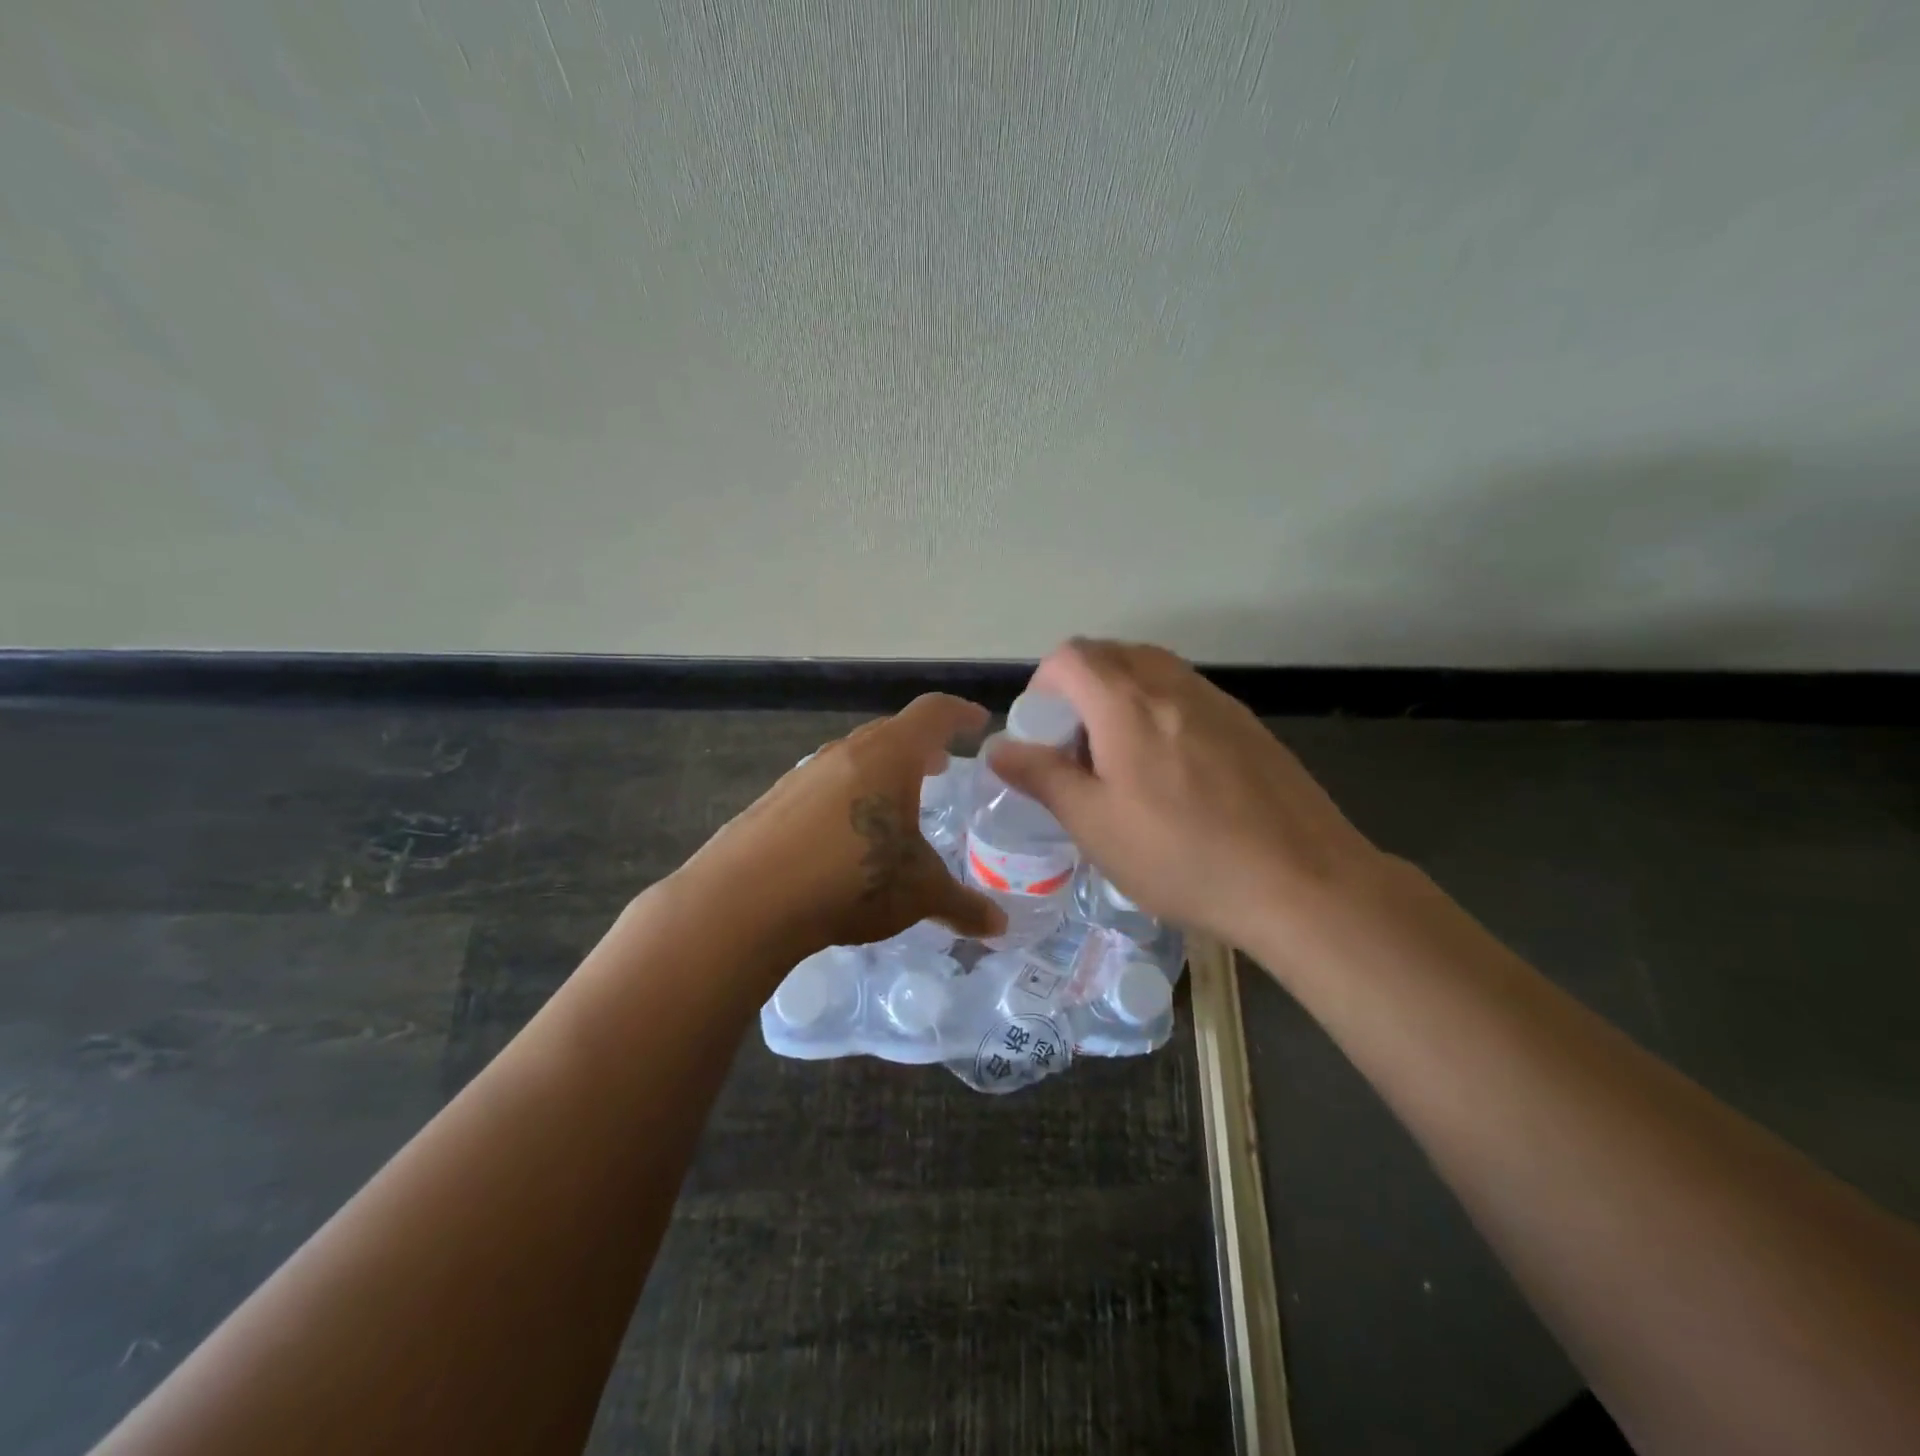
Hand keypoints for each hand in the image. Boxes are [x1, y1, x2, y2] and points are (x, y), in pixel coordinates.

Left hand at [679, 694, 1005, 956]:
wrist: (744, 900)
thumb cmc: (851, 879)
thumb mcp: (919, 893)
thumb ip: (963, 906)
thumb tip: (1001, 928)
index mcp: (889, 755)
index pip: (933, 713)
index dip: (960, 713)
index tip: (978, 720)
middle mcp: (846, 752)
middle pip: (892, 732)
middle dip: (922, 745)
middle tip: (943, 765)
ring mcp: (804, 774)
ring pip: (855, 758)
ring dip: (882, 770)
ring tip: (898, 799)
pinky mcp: (775, 800)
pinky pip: (825, 785)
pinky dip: (848, 795)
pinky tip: (848, 833)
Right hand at [987, 639, 1385, 950]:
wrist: (1302, 883)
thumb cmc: (1182, 856)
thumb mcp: (1095, 824)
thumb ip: (1041, 777)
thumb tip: (997, 748)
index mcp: (1127, 703)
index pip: (1071, 656)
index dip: (1044, 684)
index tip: (1044, 732)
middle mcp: (1172, 685)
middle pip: (1112, 655)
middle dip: (1081, 688)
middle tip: (1077, 747)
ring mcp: (1217, 702)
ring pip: (1153, 672)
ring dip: (1122, 697)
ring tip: (1122, 761)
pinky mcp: (1248, 725)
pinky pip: (1188, 696)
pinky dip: (1162, 711)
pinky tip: (1174, 774)